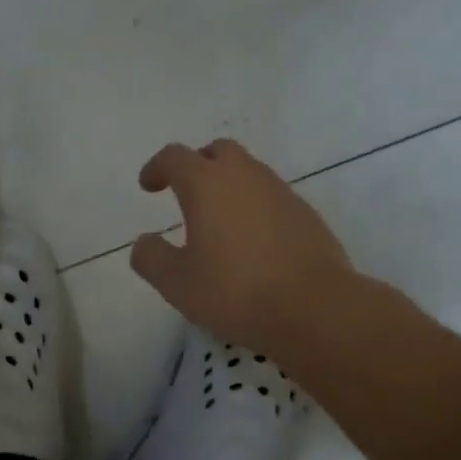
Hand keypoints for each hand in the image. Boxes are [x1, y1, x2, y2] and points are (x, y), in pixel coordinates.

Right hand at [129, 138, 357, 353]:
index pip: (175, 157)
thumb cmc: (235, 291)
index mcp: (207, 184)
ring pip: (249, 173)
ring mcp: (281, 193)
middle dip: (198, 165)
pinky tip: (252, 244)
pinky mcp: (306, 215)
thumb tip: (145, 242)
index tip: (148, 186)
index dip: (157, 167)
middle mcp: (246, 177)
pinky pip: (272, 199)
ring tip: (218, 223)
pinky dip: (254, 209)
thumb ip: (151, 257)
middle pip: (218, 151)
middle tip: (185, 192)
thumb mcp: (177, 283)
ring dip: (229, 187)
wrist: (315, 308)